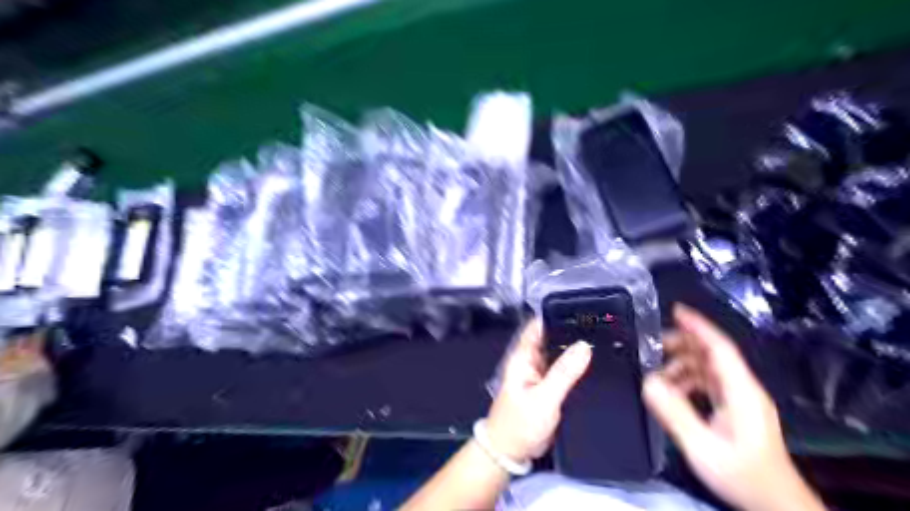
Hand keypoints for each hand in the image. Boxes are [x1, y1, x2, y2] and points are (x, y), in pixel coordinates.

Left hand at [487, 322, 594, 464]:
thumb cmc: (520, 423)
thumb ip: (564, 373)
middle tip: (602, 324)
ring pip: (561, 355)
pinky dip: (578, 367)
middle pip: (553, 339)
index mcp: (524, 357)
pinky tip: (597, 364)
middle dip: (572, 332)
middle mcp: (532, 361)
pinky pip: (566, 372)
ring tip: (605, 339)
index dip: (557, 315)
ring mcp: (542, 374)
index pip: (539, 327)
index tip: (581, 309)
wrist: (512, 452)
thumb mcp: (543, 398)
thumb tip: (584, 346)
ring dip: (577, 350)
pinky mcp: (551, 388)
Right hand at [640, 306, 825, 510]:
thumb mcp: (702, 447)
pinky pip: (707, 383)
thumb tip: (648, 382)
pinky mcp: (734, 409)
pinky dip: (687, 381)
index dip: (698, 326)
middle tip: (652, 346)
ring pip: (707, 368)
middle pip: (711, 354)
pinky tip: (671, 392)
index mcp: (741, 391)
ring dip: (681, 365)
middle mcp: (742, 388)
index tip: (676, 310)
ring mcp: (739, 399)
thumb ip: (674, 413)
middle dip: (682, 345)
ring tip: (656, 375)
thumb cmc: (742, 475)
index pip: (720, 347)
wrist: (774, 503)